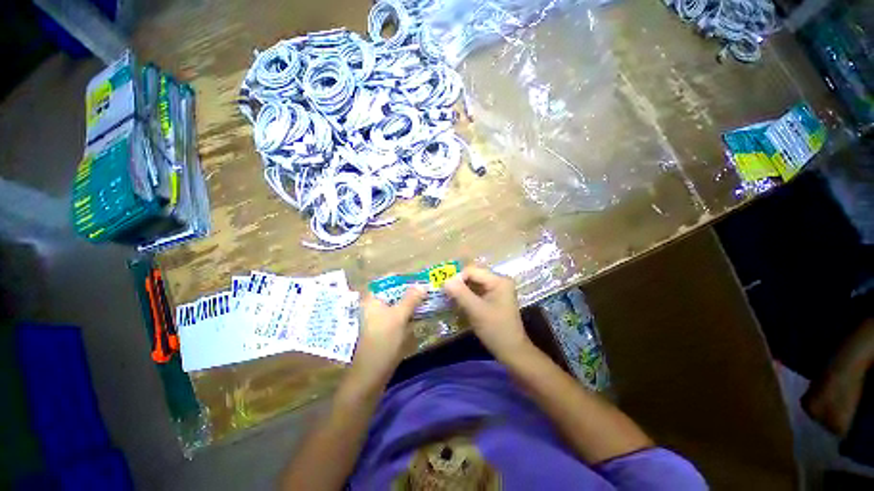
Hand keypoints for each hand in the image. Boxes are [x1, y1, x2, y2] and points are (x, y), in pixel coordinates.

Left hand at [348, 287, 424, 388]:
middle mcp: (374, 305)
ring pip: (397, 304)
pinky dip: (407, 313)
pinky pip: (397, 315)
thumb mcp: (399, 317)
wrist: (370, 374)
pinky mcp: (383, 328)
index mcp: (373, 298)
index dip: (405, 278)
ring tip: (427, 300)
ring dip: (410, 302)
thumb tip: (422, 285)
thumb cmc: (383, 341)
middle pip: (394, 292)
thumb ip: (411, 299)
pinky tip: (419, 314)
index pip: (389, 280)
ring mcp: (378, 317)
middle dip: (410, 290)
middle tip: (427, 290)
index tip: (421, 279)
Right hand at [443, 266, 532, 360]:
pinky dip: (467, 296)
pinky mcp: (493, 298)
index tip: (446, 291)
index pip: (472, 271)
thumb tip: (445, 281)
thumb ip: (460, 294)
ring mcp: (497, 290)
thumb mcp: (476, 311)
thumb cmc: (496, 330)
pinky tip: (459, 304)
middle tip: (446, 295)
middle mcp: (499, 281)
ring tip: (451, 300)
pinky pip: (477, 292)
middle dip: (459, 284)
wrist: (512, 351)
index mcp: (498, 280)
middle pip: (473, 276)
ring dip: (462, 291)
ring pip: (473, 284)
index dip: (457, 278)